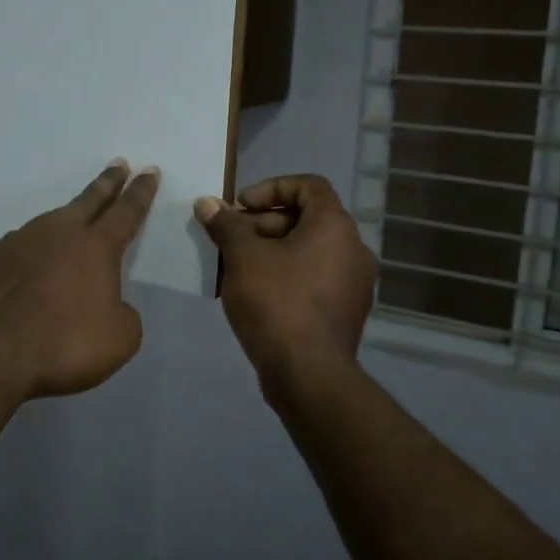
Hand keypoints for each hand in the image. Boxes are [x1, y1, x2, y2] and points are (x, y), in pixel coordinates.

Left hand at [0, 160, 159, 400]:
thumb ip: (123, 315)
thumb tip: (110, 306)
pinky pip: (21, 248)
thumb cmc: (63, 343)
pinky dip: (33, 250)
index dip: (140, 192)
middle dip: (108, 182)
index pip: (126, 212)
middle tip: (118, 164)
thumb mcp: (119, 339)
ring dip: (68, 216)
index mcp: (95, 247)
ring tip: (74, 216)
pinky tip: (31, 263)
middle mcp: (58, 234)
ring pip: (51, 221)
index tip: (149, 170)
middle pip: (89, 200)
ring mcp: (18, 243)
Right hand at [195, 175, 376, 381]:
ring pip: (308, 250)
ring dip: (271, 249)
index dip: (271, 188)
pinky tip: (254, 292)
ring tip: (235, 266)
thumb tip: (206, 202)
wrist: (308, 374)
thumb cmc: (277, 302)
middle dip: (263, 223)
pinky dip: (286, 274)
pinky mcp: (345, 311)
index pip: (309, 186)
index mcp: (335, 226)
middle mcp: (353, 249)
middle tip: (230, 238)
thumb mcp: (243, 258)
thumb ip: (226, 225)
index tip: (240, 207)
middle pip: (307, 218)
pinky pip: (314, 277)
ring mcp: (354, 283)